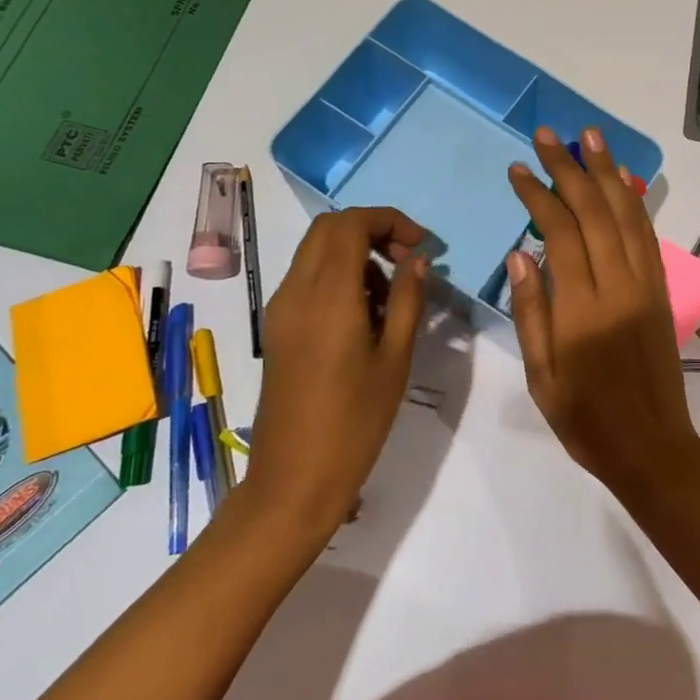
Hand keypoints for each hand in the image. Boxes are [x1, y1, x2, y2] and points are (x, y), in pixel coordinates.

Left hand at [242, 207, 429, 545]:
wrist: (294, 479)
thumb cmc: (355, 421)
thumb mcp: (395, 358)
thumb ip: (407, 299)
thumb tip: (418, 260)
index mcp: (327, 296)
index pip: (351, 224)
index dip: (390, 221)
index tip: (422, 246)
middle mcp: (296, 291)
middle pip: (328, 229)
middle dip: (372, 230)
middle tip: (407, 261)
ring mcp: (281, 309)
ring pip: (316, 252)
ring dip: (356, 254)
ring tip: (391, 295)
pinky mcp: (277, 328)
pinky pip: (307, 279)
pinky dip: (338, 276)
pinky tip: (364, 315)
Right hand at [505, 127, 699, 492]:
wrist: (652, 446)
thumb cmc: (586, 419)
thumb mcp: (542, 376)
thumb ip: (531, 311)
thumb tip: (520, 254)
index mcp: (582, 309)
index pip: (560, 233)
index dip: (538, 196)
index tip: (518, 169)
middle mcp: (619, 285)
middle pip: (595, 211)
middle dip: (570, 168)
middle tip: (549, 134)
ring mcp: (646, 284)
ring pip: (627, 215)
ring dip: (608, 172)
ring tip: (591, 137)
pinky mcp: (661, 290)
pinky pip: (648, 235)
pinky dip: (635, 202)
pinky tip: (623, 180)